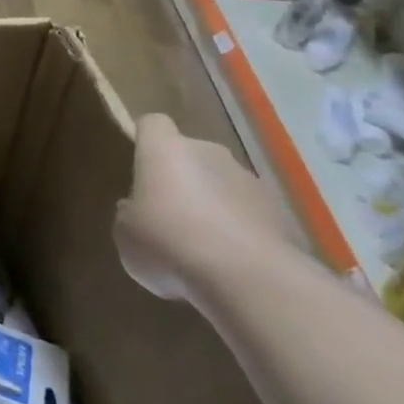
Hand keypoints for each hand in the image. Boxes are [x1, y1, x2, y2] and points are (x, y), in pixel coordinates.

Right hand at [115, 114, 302, 300]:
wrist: (247, 278)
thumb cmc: (169, 243)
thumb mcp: (126, 234)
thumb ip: (130, 214)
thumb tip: (137, 209)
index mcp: (164, 149)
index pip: (153, 124)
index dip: (147, 140)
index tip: (141, 165)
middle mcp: (207, 152)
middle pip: (191, 154)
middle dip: (182, 179)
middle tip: (169, 215)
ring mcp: (248, 180)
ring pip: (222, 184)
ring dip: (213, 205)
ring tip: (203, 247)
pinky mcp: (278, 212)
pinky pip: (248, 213)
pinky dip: (239, 230)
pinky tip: (231, 263)